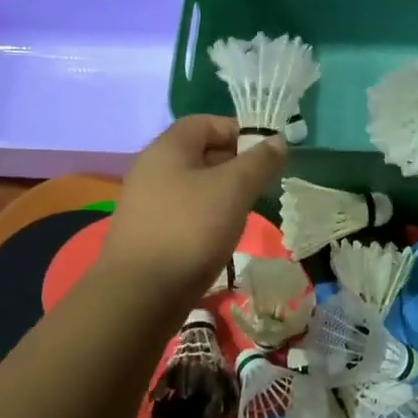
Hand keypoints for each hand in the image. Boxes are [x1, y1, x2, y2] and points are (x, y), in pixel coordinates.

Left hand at [98, 117, 284, 307]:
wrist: (139, 294)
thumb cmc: (190, 229)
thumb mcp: (233, 189)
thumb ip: (259, 162)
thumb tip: (278, 140)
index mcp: (167, 148)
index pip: (206, 123)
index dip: (238, 131)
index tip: (266, 153)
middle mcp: (151, 169)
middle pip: (199, 153)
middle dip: (234, 164)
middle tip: (262, 184)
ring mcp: (146, 203)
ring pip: (193, 186)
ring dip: (222, 194)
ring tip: (246, 212)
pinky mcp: (148, 233)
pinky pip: (183, 213)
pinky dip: (206, 217)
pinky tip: (221, 237)